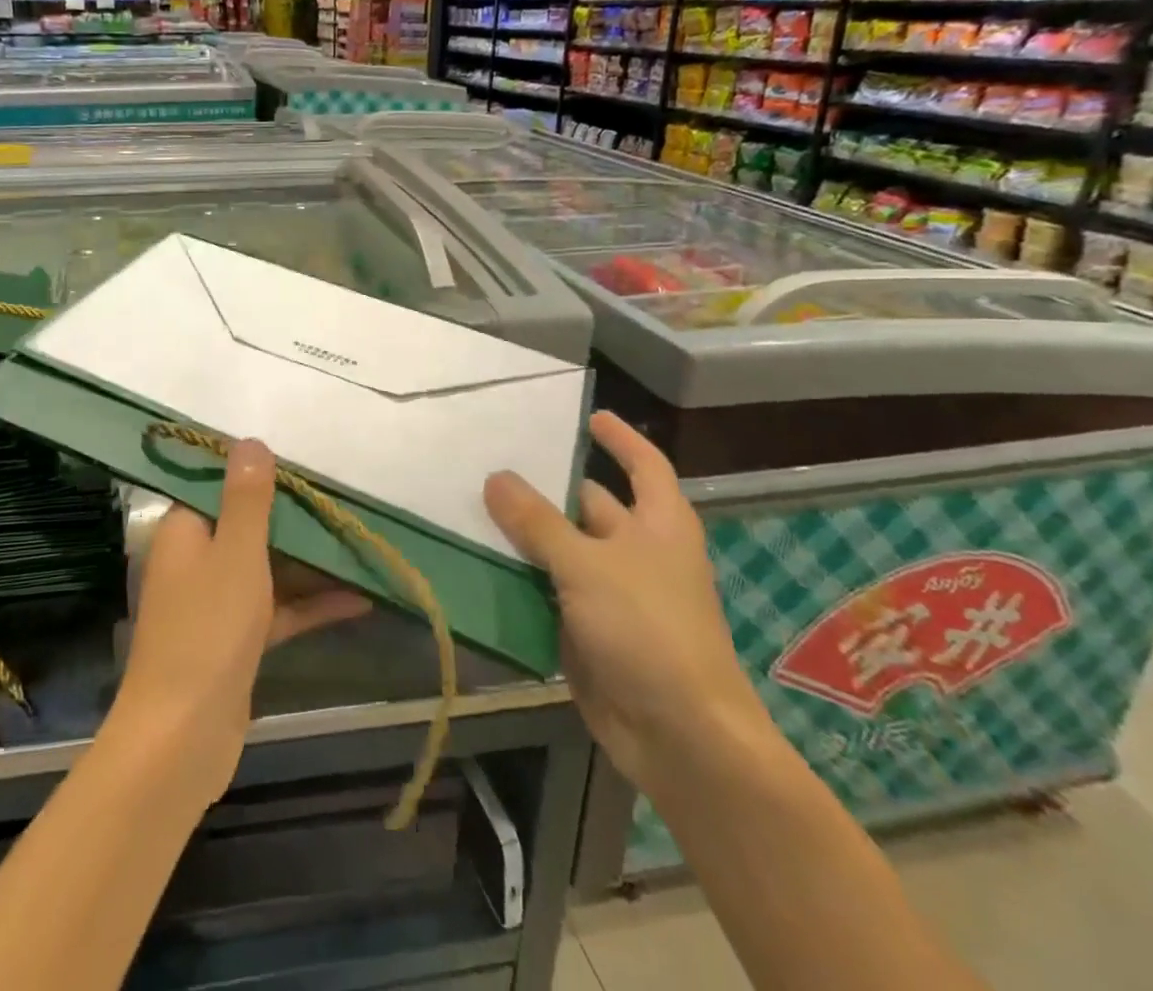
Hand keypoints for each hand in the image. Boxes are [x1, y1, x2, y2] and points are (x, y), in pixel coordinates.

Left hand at [110, 440, 370, 804]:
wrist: (183, 738)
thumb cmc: (208, 630)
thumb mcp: (236, 552)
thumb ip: (247, 498)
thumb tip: (250, 441)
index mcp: (185, 531)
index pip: (218, 485)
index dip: (257, 472)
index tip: (302, 461)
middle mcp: (196, 560)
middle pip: (248, 525)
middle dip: (294, 516)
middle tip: (343, 498)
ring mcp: (216, 603)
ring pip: (268, 568)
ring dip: (310, 561)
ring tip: (359, 542)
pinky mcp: (236, 641)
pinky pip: (278, 609)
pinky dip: (311, 604)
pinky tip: (360, 599)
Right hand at [484, 412, 771, 793]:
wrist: (680, 737)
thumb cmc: (648, 629)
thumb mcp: (587, 564)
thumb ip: (536, 520)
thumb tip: (494, 477)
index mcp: (659, 524)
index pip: (644, 464)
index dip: (620, 439)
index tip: (587, 415)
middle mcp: (638, 552)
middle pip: (591, 504)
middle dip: (548, 486)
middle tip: (495, 459)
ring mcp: (613, 593)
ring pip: (563, 549)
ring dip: (525, 533)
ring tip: (473, 503)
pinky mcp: (589, 629)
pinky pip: (549, 590)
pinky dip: (520, 577)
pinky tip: (480, 561)